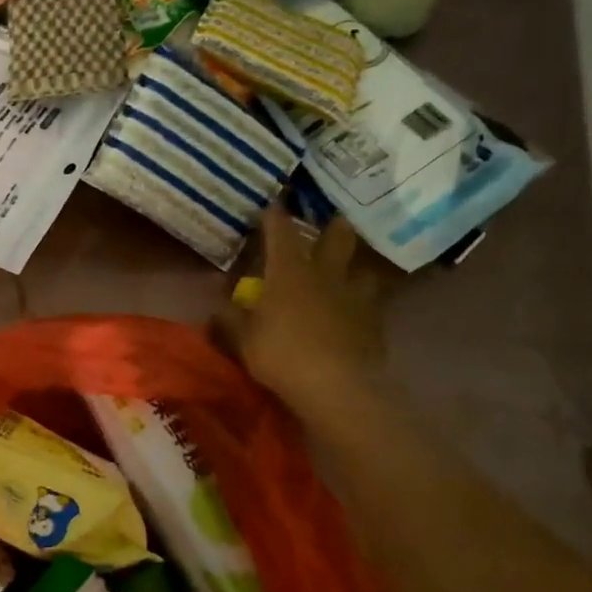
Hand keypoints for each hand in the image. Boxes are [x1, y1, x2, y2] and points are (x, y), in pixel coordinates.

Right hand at [218, 203, 386, 423]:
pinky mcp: (375, 323)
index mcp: (289, 272)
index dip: (275, 215)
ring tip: (348, 274)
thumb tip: (216, 303)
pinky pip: (371, 305)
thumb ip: (229, 318)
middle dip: (334, 225)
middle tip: (330, 222)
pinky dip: (363, 305)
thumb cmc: (282, 355)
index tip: (273, 204)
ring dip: (355, 268)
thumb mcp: (243, 340)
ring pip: (363, 269)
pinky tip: (356, 316)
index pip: (281, 231)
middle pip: (338, 236)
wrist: (337, 387)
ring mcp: (355, 297)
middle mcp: (325, 274)